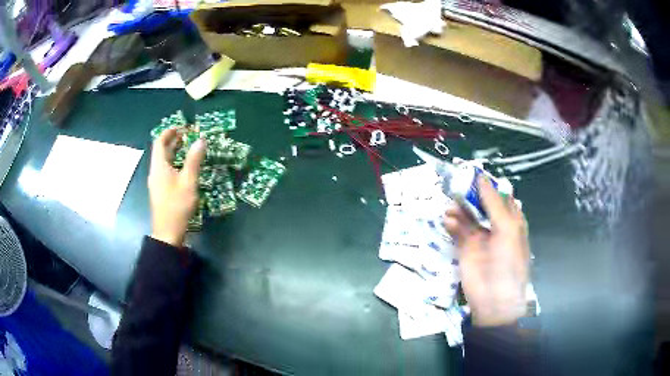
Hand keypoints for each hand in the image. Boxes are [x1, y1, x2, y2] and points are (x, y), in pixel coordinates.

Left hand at [148, 128, 205, 246]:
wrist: (167, 233)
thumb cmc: (177, 206)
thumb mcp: (188, 182)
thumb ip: (194, 160)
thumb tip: (200, 140)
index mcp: (159, 166)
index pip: (160, 142)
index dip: (169, 132)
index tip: (182, 127)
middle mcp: (155, 172)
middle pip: (161, 150)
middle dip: (173, 140)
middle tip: (188, 135)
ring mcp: (157, 182)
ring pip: (164, 161)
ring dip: (174, 152)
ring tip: (188, 147)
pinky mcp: (160, 190)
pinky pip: (165, 170)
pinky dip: (174, 163)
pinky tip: (184, 167)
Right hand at [444, 175, 528, 326]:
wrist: (495, 299)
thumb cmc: (509, 261)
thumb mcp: (507, 229)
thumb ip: (494, 203)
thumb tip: (481, 178)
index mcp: (511, 219)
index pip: (499, 195)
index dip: (487, 184)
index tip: (472, 172)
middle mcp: (495, 225)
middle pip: (481, 203)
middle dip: (469, 194)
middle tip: (455, 184)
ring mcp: (480, 236)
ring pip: (467, 215)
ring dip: (459, 209)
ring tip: (450, 207)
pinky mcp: (465, 248)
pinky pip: (457, 230)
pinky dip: (452, 224)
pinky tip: (448, 221)